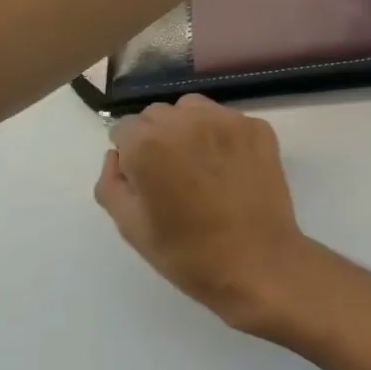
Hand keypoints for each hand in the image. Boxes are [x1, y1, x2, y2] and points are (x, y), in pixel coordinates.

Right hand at [95, 95, 309, 330]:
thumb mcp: (131, 226)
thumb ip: (112, 183)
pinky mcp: (258, 127)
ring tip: (199, 165)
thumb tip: (118, 156)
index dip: (129, 154)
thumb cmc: (188, 252)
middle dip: (156, 137)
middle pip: (158, 114)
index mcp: (150, 144)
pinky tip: (229, 167)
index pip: (124, 128)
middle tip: (170, 174)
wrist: (257, 261)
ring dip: (188, 128)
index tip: (142, 179)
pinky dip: (222, 135)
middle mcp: (188, 120)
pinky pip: (228, 120)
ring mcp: (228, 120)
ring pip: (194, 108)